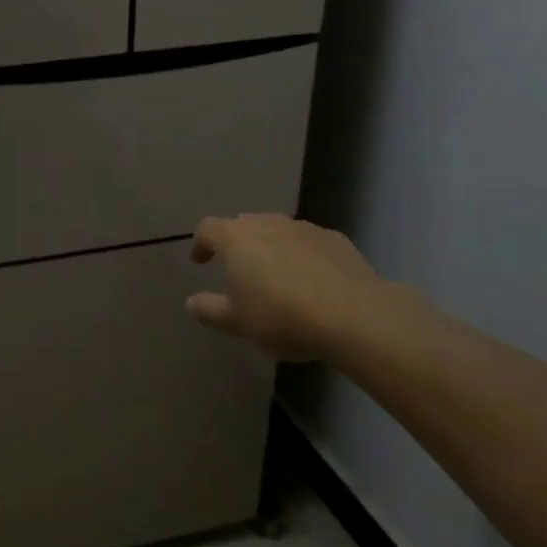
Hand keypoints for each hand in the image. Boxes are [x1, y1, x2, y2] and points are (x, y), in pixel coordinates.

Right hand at [187, 214, 392, 360]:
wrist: (354, 316)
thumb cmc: (281, 316)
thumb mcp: (237, 322)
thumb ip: (210, 310)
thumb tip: (191, 303)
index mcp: (236, 238)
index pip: (207, 229)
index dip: (200, 244)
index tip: (200, 261)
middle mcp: (267, 223)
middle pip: (243, 226)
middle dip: (237, 244)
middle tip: (239, 269)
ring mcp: (304, 228)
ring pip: (278, 232)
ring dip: (272, 249)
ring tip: (277, 276)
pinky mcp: (336, 240)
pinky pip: (309, 244)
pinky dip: (303, 256)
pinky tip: (313, 281)